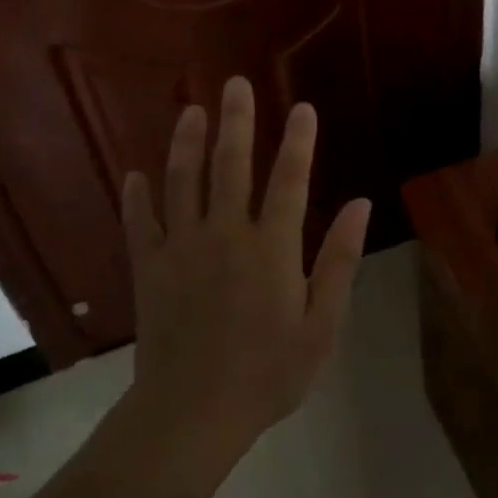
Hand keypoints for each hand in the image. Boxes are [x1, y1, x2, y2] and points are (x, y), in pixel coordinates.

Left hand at [120, 76, 371, 441]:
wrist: (193, 412)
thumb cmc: (269, 373)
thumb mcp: (322, 323)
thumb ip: (340, 260)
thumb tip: (362, 205)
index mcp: (272, 247)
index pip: (290, 180)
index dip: (299, 141)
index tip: (304, 108)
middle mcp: (226, 234)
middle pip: (232, 165)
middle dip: (237, 122)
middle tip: (235, 84)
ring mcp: (182, 248)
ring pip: (183, 182)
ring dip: (187, 143)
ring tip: (191, 111)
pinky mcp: (150, 268)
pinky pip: (141, 222)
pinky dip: (138, 196)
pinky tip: (135, 174)